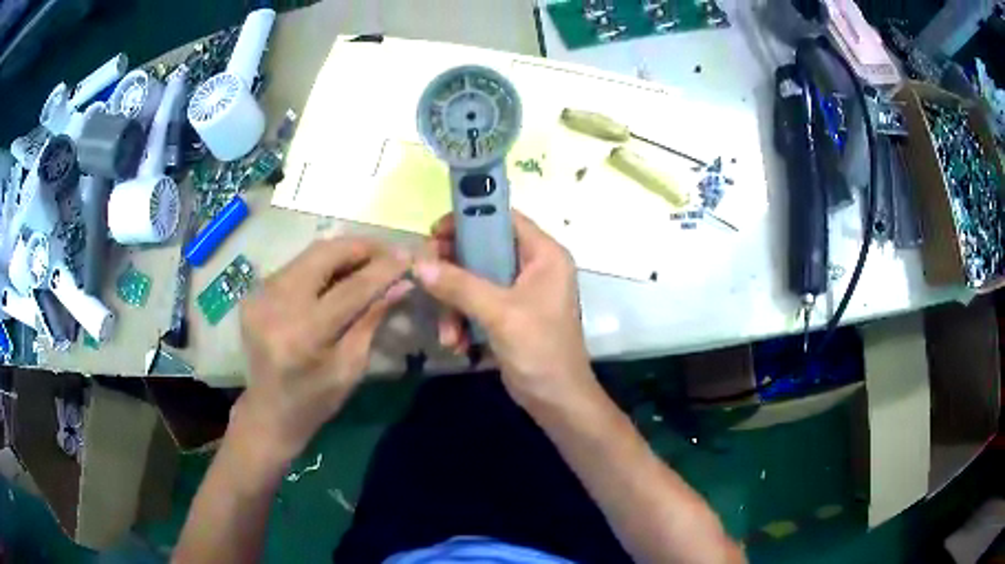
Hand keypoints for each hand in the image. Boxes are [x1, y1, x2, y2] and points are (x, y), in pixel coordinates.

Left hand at [235, 238, 411, 465]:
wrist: (269, 411)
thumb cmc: (316, 400)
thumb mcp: (351, 366)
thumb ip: (372, 319)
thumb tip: (401, 284)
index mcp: (303, 335)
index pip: (350, 289)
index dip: (382, 269)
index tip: (408, 256)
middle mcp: (276, 305)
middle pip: (323, 255)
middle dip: (360, 248)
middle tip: (387, 253)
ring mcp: (260, 295)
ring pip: (309, 254)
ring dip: (342, 253)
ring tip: (368, 260)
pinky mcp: (254, 293)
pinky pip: (295, 266)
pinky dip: (321, 265)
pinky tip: (338, 274)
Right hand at [413, 212, 593, 407]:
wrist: (556, 400)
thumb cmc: (540, 350)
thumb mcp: (500, 314)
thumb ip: (460, 285)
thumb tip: (418, 263)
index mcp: (544, 255)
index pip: (504, 218)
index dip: (469, 218)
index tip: (435, 233)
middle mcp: (533, 266)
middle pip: (482, 248)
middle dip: (453, 270)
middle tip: (427, 277)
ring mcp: (519, 291)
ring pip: (473, 278)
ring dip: (453, 304)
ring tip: (447, 333)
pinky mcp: (508, 314)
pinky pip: (475, 303)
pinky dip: (461, 320)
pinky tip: (455, 343)